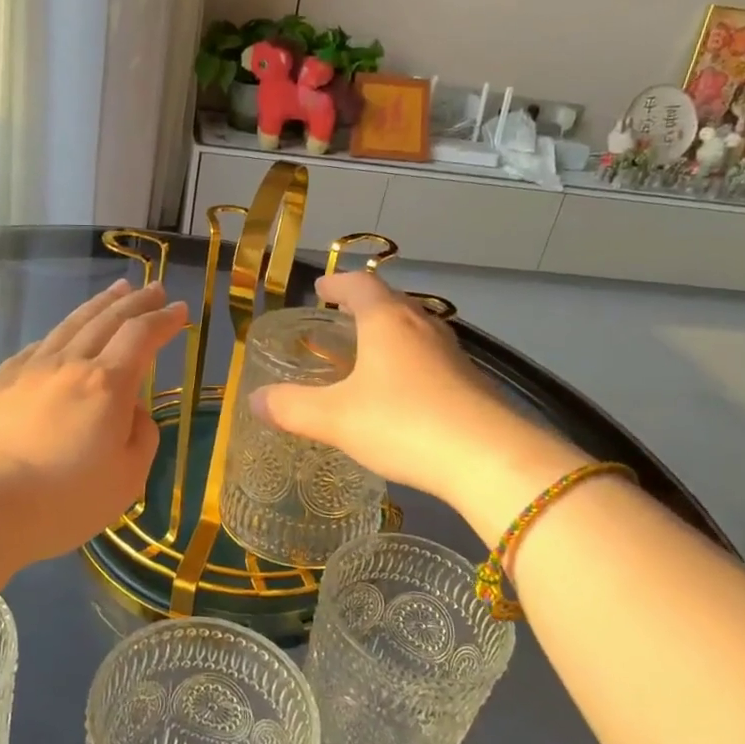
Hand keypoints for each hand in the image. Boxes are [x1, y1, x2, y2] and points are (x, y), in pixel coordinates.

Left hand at [0, 280, 187, 564]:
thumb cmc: (62, 501)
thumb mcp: (127, 481)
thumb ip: (142, 438)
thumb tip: (133, 412)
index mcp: (107, 385)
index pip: (142, 337)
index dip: (164, 320)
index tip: (180, 309)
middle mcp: (69, 364)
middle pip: (107, 321)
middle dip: (136, 303)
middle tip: (154, 289)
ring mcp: (29, 369)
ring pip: (71, 325)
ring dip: (99, 305)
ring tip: (116, 291)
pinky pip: (38, 347)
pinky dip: (60, 333)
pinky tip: (62, 335)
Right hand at [248, 271, 584, 534]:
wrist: (489, 459)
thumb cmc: (403, 423)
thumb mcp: (336, 418)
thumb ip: (292, 408)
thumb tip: (256, 400)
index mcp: (388, 322)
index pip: (360, 286)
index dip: (337, 284)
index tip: (320, 289)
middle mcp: (423, 328)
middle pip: (392, 304)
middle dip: (364, 307)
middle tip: (341, 319)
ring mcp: (453, 356)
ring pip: (415, 332)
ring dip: (390, 335)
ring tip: (368, 353)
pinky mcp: (471, 385)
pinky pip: (432, 361)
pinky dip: (409, 364)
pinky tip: (402, 394)